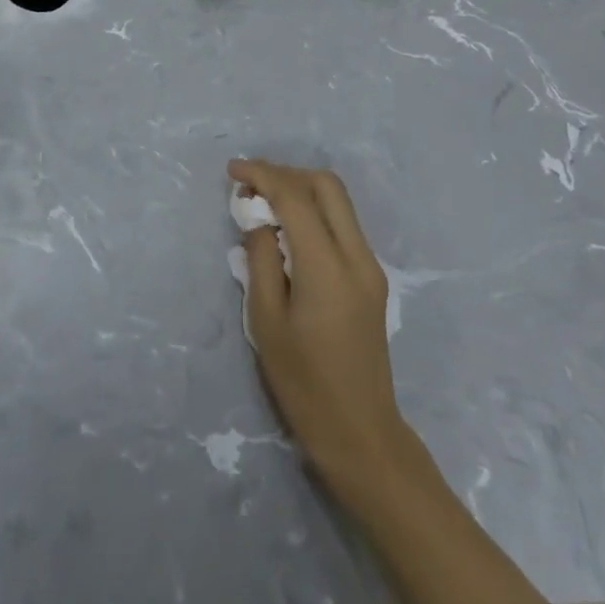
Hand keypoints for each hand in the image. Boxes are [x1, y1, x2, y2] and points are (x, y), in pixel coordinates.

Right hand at [229, 158, 417, 500]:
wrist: (360, 433)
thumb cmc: (304, 383)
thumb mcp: (266, 320)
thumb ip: (261, 259)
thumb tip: (260, 220)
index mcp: (328, 267)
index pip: (296, 197)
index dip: (263, 175)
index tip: (232, 171)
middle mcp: (357, 256)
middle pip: (327, 186)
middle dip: (286, 174)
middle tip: (251, 186)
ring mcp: (370, 266)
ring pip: (339, 202)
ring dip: (301, 190)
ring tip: (264, 204)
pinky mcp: (372, 278)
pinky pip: (343, 224)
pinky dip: (315, 212)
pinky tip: (288, 230)